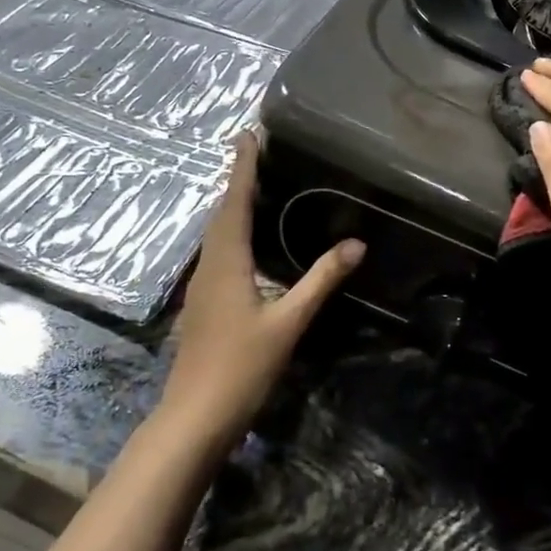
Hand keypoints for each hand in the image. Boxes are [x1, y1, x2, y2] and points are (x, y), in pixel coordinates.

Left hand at [157, 134, 362, 448]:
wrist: (194, 416)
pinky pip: (217, 254)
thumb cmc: (241, 366)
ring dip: (232, 207)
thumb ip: (320, 281)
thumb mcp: (288, 322)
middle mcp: (208, 266)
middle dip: (237, 181)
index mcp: (226, 262)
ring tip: (254, 188)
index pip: (234, 202)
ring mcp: (201, 287)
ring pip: (216, 235)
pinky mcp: (202, 305)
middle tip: (256, 153)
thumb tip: (356, 244)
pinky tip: (246, 244)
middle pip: (221, 213)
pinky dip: (231, 234)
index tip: (246, 134)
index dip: (242, 168)